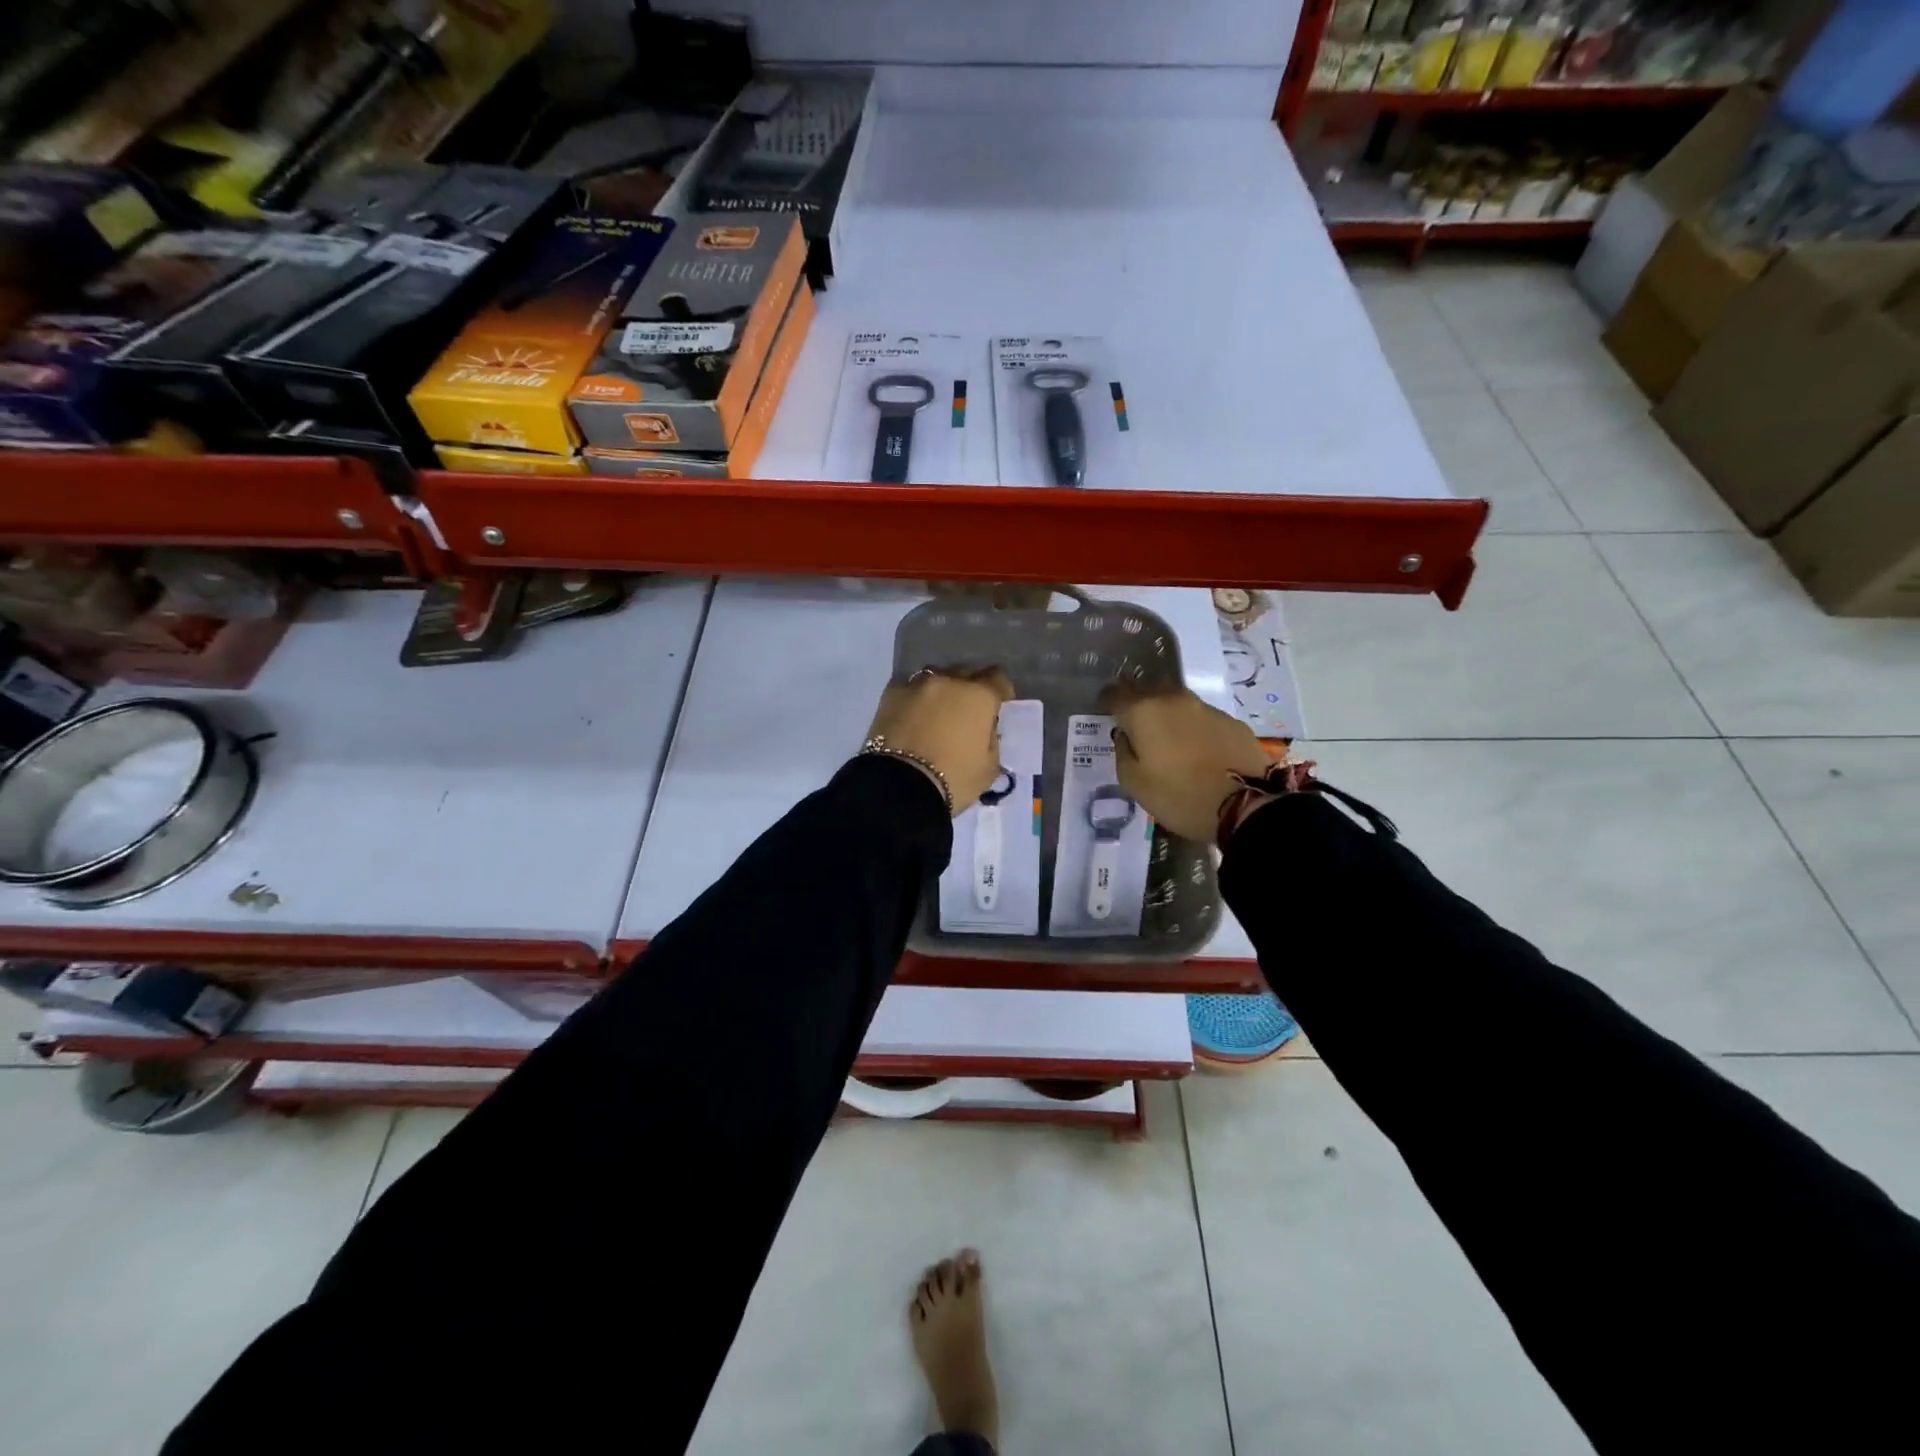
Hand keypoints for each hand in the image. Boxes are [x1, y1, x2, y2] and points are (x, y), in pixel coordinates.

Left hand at [867, 667, 1014, 813]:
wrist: (898, 787)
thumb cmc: (953, 780)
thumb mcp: (989, 768)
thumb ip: (991, 740)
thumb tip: (984, 729)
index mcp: (979, 696)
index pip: (998, 679)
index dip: (1001, 691)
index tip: (998, 706)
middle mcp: (949, 681)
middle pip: (966, 673)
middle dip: (970, 688)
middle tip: (967, 712)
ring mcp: (916, 685)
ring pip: (936, 677)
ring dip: (941, 691)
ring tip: (937, 712)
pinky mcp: (890, 694)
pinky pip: (909, 689)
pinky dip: (915, 699)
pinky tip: (912, 715)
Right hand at [1102, 685, 1274, 840]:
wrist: (1245, 806)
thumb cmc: (1179, 796)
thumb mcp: (1134, 784)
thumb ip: (1123, 753)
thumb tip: (1126, 736)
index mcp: (1144, 712)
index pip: (1116, 693)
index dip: (1106, 700)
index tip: (1103, 709)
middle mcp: (1173, 699)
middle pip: (1148, 689)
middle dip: (1136, 700)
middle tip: (1132, 720)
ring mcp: (1206, 708)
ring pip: (1176, 701)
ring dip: (1166, 712)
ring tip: (1164, 733)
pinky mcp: (1231, 721)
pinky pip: (1201, 717)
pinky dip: (1191, 726)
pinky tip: (1194, 746)